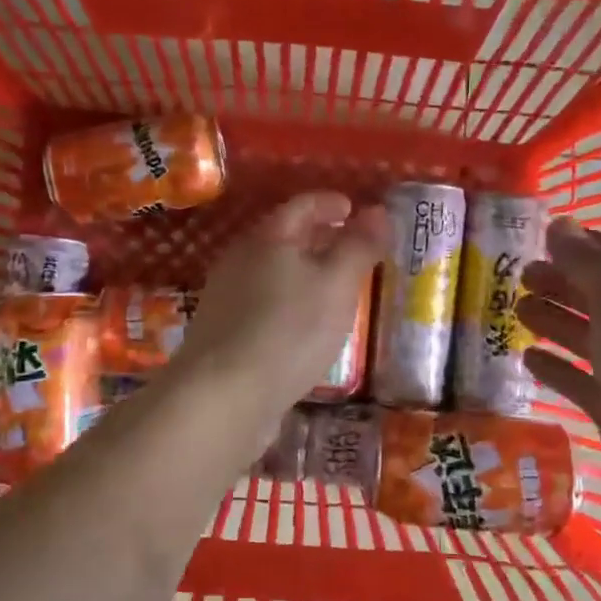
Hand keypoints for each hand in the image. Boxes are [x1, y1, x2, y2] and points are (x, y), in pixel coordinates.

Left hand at [171, 191, 388, 425]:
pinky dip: (288, 303)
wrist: (222, 397)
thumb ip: (359, 246)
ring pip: (272, 272)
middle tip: (351, 248)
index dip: (330, 203)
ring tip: (333, 288)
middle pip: (283, 237)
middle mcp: (240, 260)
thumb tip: (378, 211)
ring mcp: (225, 298)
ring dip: (303, 273)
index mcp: (267, 238)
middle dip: (319, 238)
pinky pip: (262, 304)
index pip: (302, 206)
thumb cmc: (288, 331)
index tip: (355, 210)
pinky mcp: (223, 334)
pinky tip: (303, 327)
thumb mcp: (337, 284)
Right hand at [516, 220, 600, 539]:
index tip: (541, 238)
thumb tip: (559, 224)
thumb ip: (587, 264)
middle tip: (518, 276)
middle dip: (563, 283)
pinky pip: (583, 383)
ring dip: (555, 322)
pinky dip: (557, 369)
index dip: (584, 245)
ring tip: (515, 310)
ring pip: (591, 339)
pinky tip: (527, 358)